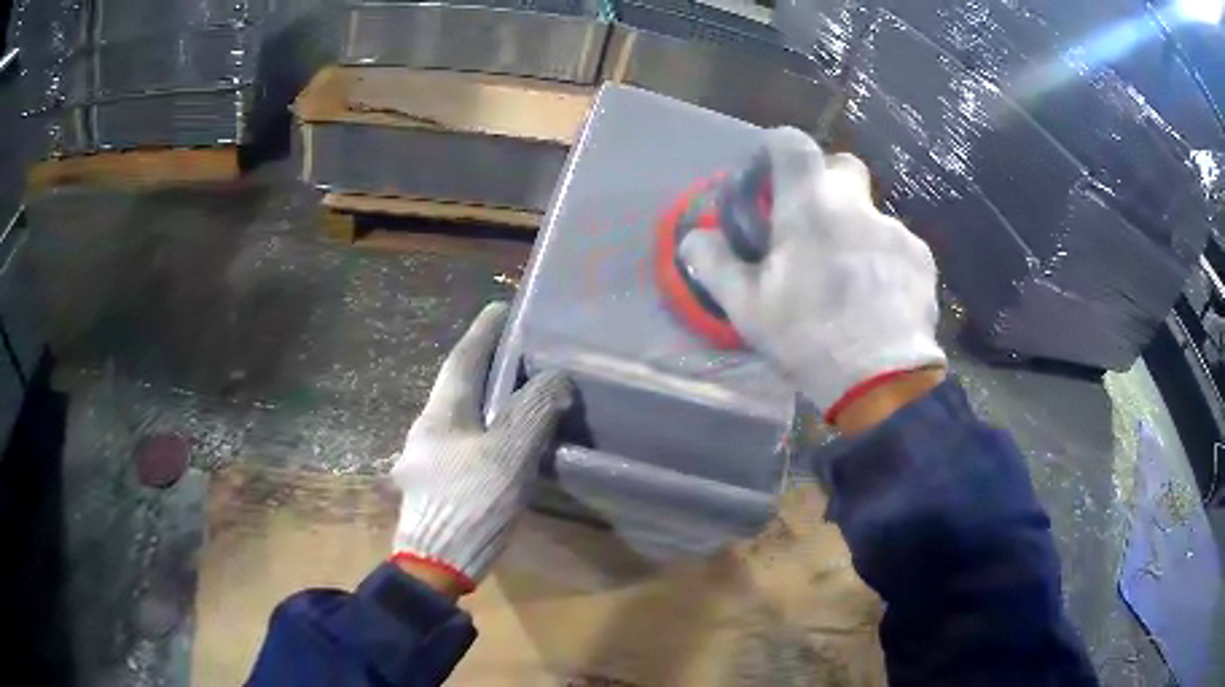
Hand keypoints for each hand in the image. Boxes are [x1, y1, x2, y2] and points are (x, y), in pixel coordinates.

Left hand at [390, 302, 572, 593]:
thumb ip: (533, 413)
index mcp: (441, 414)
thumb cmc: (469, 504)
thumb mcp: (508, 455)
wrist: (434, 565)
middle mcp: (426, 429)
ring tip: (516, 394)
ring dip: (484, 399)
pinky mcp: (433, 484)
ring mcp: (424, 458)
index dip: (483, 332)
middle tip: (517, 352)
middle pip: (456, 386)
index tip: (501, 308)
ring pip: (458, 416)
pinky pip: (461, 441)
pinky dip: (483, 430)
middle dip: (483, 365)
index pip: (462, 359)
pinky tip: (500, 443)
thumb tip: (555, 379)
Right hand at [680, 127, 945, 423]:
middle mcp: (857, 205)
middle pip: (843, 166)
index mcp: (810, 206)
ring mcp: (895, 231)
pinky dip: (883, 261)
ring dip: (855, 232)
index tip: (770, 170)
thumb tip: (692, 238)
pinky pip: (896, 246)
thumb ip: (714, 264)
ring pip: (870, 215)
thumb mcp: (747, 307)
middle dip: (826, 181)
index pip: (793, 144)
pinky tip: (878, 299)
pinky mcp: (922, 259)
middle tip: (813, 221)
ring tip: (848, 282)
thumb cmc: (809, 337)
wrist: (882, 381)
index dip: (777, 147)